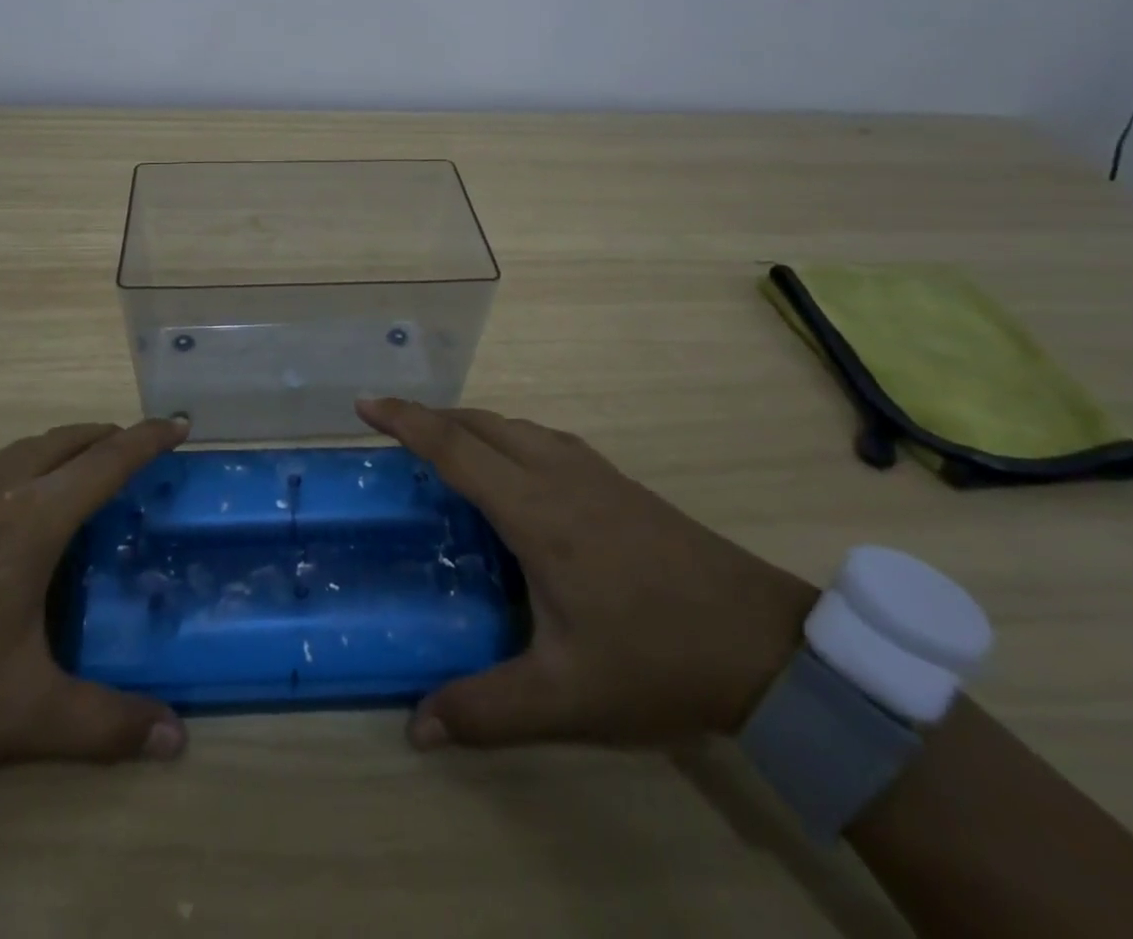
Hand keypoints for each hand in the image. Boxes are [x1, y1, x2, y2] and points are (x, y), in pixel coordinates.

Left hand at [0, 418, 190, 779]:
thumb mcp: (20, 716)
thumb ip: (104, 723)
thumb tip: (177, 739)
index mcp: (29, 523)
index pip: (106, 462)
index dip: (148, 438)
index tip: (181, 425)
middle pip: (67, 440)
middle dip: (111, 436)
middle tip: (142, 454)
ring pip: (27, 448)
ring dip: (68, 447)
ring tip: (90, 473)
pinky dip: (31, 464)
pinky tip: (23, 507)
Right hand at [357, 398, 815, 749]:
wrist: (767, 644)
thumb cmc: (658, 660)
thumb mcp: (567, 697)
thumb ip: (486, 710)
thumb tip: (415, 728)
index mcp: (537, 512)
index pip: (456, 448)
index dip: (406, 421)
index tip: (365, 404)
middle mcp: (559, 476)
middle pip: (481, 423)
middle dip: (430, 416)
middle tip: (390, 427)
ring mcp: (594, 473)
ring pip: (515, 426)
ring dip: (470, 423)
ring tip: (441, 445)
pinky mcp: (618, 482)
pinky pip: (543, 439)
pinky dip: (506, 436)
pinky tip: (511, 470)